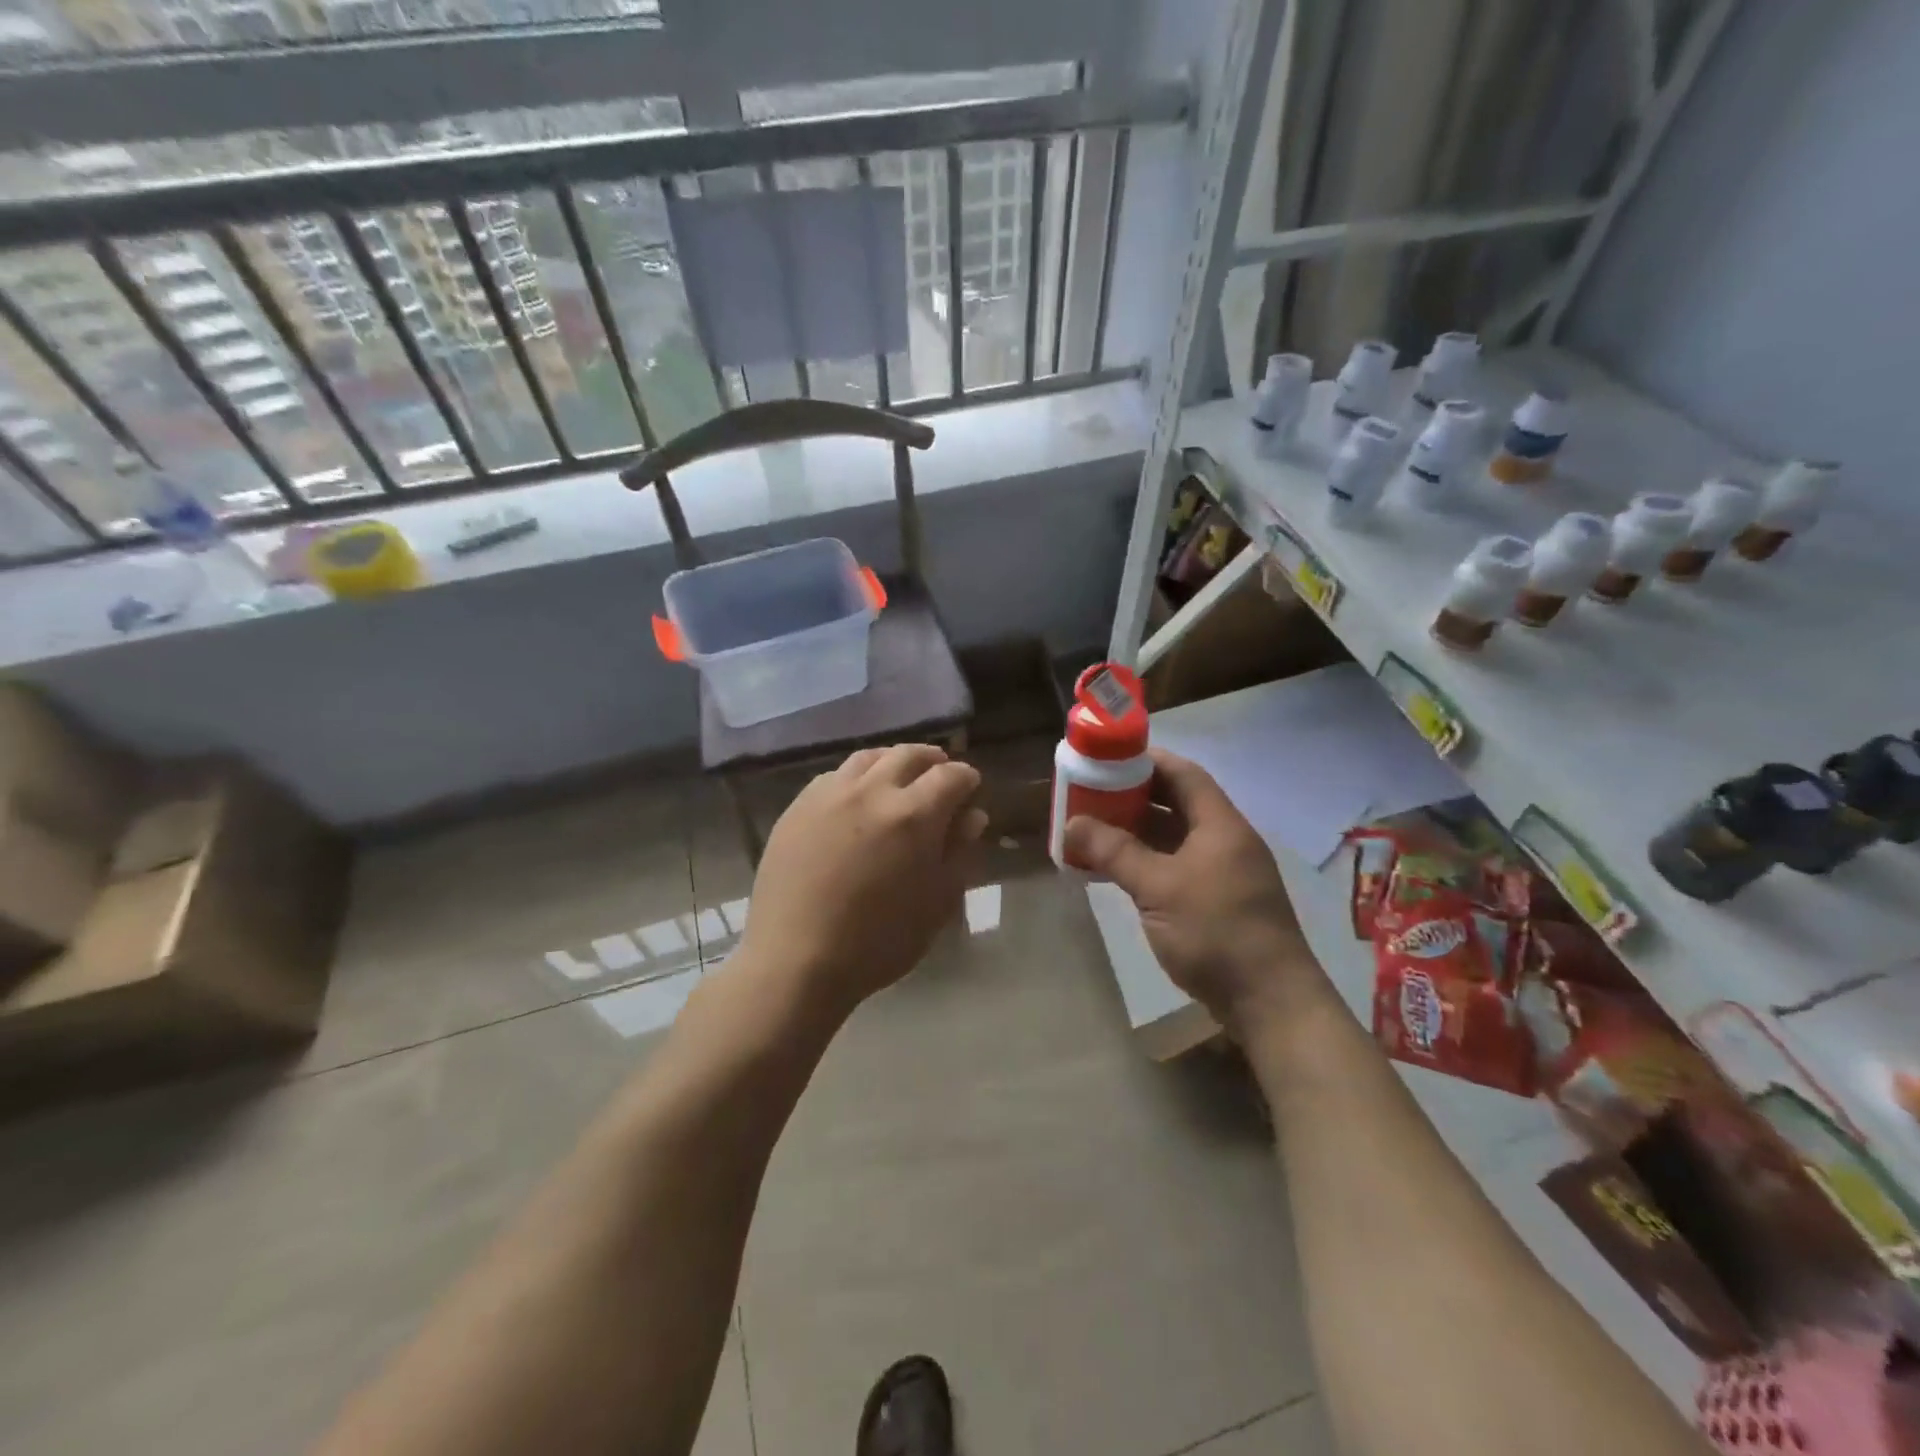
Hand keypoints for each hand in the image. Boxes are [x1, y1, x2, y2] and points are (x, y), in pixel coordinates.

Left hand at [739, 744, 986, 1017]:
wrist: (796, 959)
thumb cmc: (878, 941)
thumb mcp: (936, 904)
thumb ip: (958, 854)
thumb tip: (971, 816)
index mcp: (914, 815)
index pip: (951, 776)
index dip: (967, 779)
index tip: (970, 788)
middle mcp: (872, 791)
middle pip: (909, 755)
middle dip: (932, 760)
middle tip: (941, 773)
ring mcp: (830, 794)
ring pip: (869, 758)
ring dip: (892, 761)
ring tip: (899, 777)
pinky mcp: (798, 807)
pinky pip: (834, 776)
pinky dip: (856, 777)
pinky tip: (856, 796)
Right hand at [1064, 749, 1312, 1028]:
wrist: (1270, 1003)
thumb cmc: (1217, 933)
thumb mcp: (1159, 888)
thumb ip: (1115, 852)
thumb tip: (1073, 822)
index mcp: (1220, 825)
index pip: (1183, 774)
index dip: (1147, 760)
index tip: (1107, 759)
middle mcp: (1224, 841)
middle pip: (1176, 804)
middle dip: (1133, 797)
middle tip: (1092, 795)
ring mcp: (1221, 874)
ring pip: (1173, 838)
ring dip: (1136, 832)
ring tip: (1093, 830)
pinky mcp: (1215, 903)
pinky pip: (1174, 867)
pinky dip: (1144, 863)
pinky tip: (1114, 872)